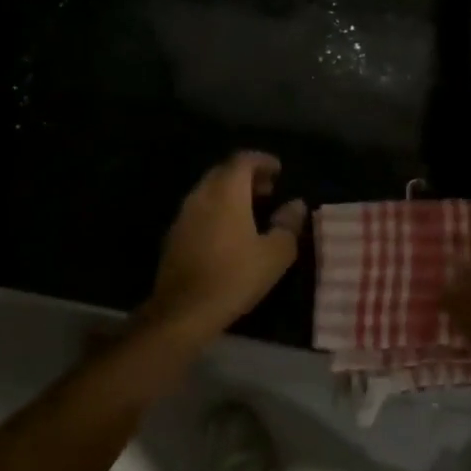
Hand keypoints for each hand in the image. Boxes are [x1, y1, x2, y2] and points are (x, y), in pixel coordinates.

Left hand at [141, 153, 306, 339]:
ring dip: (230, 193)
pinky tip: (228, 232)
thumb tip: (296, 204)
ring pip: (209, 191)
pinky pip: (199, 210)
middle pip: (223, 172)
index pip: (242, 160)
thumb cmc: (235, 277)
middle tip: (268, 189)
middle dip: (246, 175)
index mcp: (226, 193)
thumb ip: (288, 224)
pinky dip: (216, 209)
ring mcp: (183, 215)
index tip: (278, 170)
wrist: (184, 310)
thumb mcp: (274, 254)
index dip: (262, 161)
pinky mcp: (174, 235)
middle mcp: (201, 195)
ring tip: (252, 210)